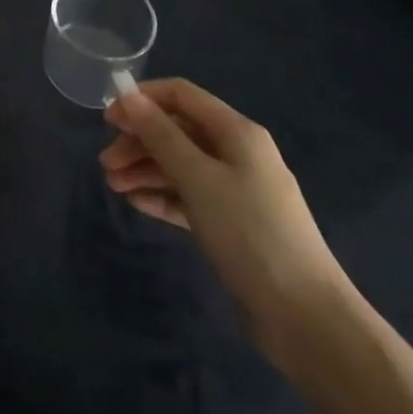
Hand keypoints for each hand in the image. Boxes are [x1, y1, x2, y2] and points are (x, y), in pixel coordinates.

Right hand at [102, 79, 350, 363]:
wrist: (306, 318)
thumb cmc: (250, 233)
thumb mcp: (198, 178)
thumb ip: (161, 135)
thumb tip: (129, 96)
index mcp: (236, 132)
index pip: (181, 95)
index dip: (142, 99)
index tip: (108, 119)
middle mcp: (237, 153)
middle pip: (178, 131)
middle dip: (139, 141)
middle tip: (106, 163)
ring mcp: (237, 190)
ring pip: (181, 165)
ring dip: (145, 170)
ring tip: (114, 187)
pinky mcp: (233, 224)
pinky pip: (190, 196)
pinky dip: (163, 195)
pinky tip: (137, 202)